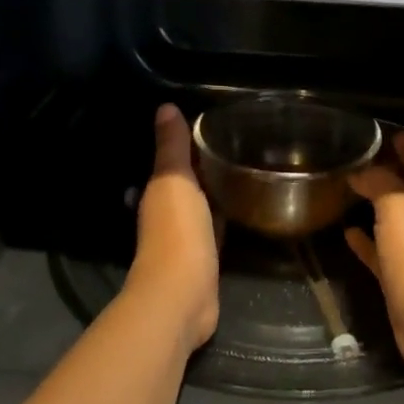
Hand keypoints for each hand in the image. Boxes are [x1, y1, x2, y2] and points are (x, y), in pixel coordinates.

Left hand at [122, 104, 219, 350]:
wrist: (182, 295)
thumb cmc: (177, 231)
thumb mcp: (175, 180)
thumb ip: (172, 147)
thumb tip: (165, 107)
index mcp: (159, 192)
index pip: (175, 161)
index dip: (191, 144)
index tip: (214, 124)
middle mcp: (168, 213)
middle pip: (188, 183)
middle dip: (204, 167)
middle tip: (235, 145)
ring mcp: (186, 238)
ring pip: (202, 205)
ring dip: (215, 191)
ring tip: (244, 171)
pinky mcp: (204, 259)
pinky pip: (215, 229)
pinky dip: (224, 217)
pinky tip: (243, 209)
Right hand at [345, 134, 403, 380]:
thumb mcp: (398, 206)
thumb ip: (380, 183)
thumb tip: (361, 170)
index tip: (393, 134)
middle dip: (390, 174)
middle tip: (362, 158)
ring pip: (393, 221)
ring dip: (375, 206)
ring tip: (349, 189)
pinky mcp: (398, 278)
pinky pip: (378, 253)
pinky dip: (364, 241)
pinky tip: (346, 232)